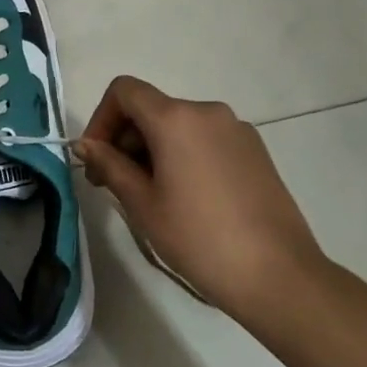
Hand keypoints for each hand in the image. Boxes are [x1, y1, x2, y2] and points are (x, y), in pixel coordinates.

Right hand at [74, 75, 327, 331]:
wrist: (279, 276)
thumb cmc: (199, 238)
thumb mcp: (143, 204)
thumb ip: (110, 165)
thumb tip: (87, 145)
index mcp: (175, 118)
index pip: (124, 91)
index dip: (101, 118)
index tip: (96, 158)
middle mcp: (207, 111)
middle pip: (151, 108)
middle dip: (125, 139)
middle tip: (113, 184)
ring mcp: (236, 129)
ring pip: (178, 125)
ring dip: (153, 149)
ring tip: (150, 196)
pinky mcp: (255, 151)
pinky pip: (205, 139)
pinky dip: (183, 155)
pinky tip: (186, 197)